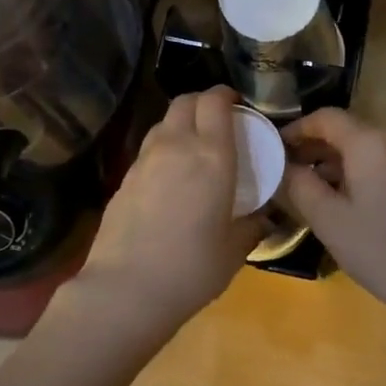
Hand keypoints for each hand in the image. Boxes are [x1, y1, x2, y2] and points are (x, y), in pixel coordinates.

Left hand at [64, 87, 264, 339]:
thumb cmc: (191, 268)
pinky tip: (170, 177)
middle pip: (185, 102)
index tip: (237, 105)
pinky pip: (148, 149)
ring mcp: (144, 160)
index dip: (225, 95)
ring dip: (181, 124)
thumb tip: (262, 218)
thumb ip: (251, 226)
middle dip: (202, 102)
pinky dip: (163, 149)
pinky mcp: (124, 178)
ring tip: (193, 147)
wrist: (125, 290)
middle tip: (218, 120)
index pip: (215, 102)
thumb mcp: (233, 250)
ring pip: (163, 122)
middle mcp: (176, 146)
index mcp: (211, 156)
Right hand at [281, 108, 385, 325]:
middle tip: (287, 175)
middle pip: (347, 131)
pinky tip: (348, 203)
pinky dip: (360, 173)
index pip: (325, 117)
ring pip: (366, 148)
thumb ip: (300, 186)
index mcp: (371, 142)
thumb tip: (283, 165)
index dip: (296, 129)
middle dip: (314, 148)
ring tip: (312, 192)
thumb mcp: (330, 221)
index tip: (273, 149)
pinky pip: (384, 162)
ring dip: (336, 163)